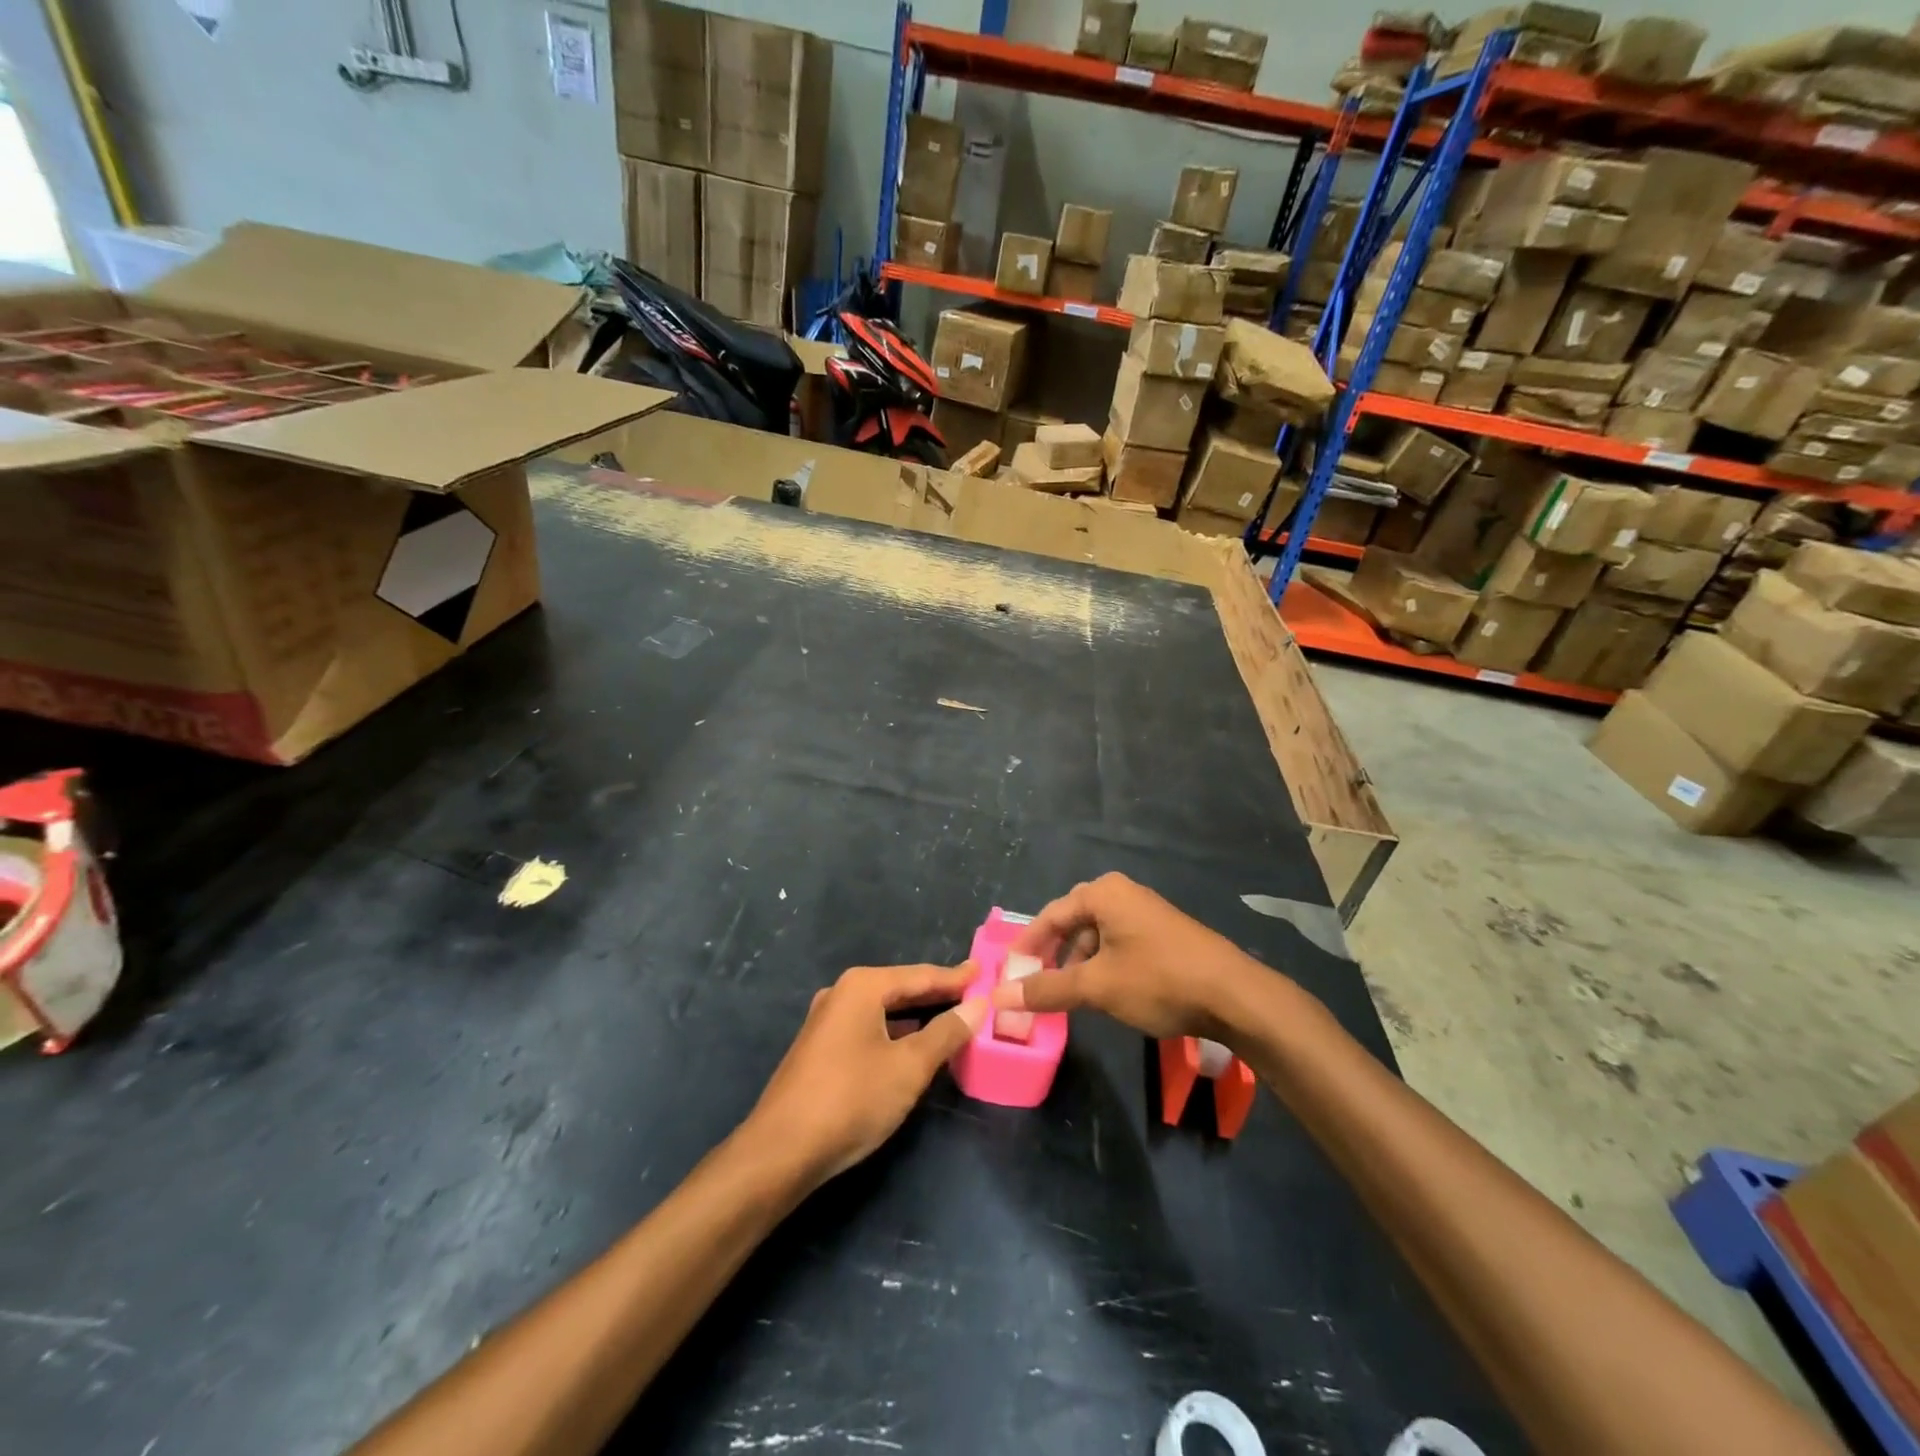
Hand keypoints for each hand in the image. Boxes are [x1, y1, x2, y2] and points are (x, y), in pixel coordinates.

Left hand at [744, 964, 985, 1187]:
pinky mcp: (820, 1048)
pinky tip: (912, 1045)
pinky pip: (869, 1027)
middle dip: (937, 993)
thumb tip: (978, 1004)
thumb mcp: (909, 1066)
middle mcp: (842, 993)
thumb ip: (946, 1033)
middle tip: (973, 993)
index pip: (920, 976)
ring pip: (883, 1010)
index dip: (954, 976)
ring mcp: (826, 1021)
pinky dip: (896, 1031)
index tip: (983, 971)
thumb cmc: (852, 1099)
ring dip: (916, 1015)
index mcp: (862, 987)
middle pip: (900, 988)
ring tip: (951, 1017)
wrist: (781, 1151)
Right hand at [994, 873, 1270, 1041]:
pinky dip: (1103, 964)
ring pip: (1097, 934)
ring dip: (1078, 962)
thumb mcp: (1097, 986)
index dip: (1027, 946)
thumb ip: (1047, 989)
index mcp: (1103, 893)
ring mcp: (1146, 912)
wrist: (1234, 995)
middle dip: (1052, 954)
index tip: (1009, 974)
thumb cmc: (1158, 980)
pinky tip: (1104, 991)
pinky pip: (1118, 942)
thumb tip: (999, 995)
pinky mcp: (1163, 933)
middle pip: (1073, 921)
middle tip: (1035, 983)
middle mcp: (1123, 893)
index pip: (1050, 915)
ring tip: (1068, 994)